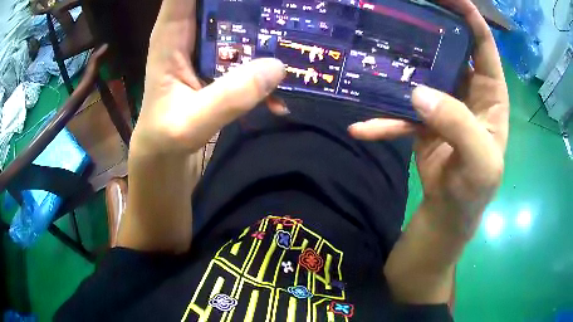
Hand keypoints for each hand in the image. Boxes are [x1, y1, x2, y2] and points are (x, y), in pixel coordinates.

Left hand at [131, 0, 285, 157]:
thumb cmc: (165, 137)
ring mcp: (207, 46)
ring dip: (265, 21)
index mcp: (171, 35)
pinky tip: (284, 77)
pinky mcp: (220, 62)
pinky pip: (247, 47)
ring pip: (238, 18)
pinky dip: (267, 56)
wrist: (165, 154)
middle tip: (286, 3)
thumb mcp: (191, 123)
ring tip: (295, 27)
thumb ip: (228, 97)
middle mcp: (190, 32)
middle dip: (250, 1)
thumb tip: (277, 67)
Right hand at [349, 0, 508, 235]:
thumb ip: (459, 125)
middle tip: (399, 10)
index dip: (468, 15)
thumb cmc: (475, 188)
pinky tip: (362, 128)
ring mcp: (443, 101)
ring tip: (371, 53)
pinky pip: (401, 112)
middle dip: (427, 28)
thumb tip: (419, 93)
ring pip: (421, 72)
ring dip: (399, 66)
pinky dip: (383, 120)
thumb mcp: (480, 162)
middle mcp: (467, 89)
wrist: (451, 210)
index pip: (482, 43)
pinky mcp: (422, 118)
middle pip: (448, 47)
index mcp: (490, 92)